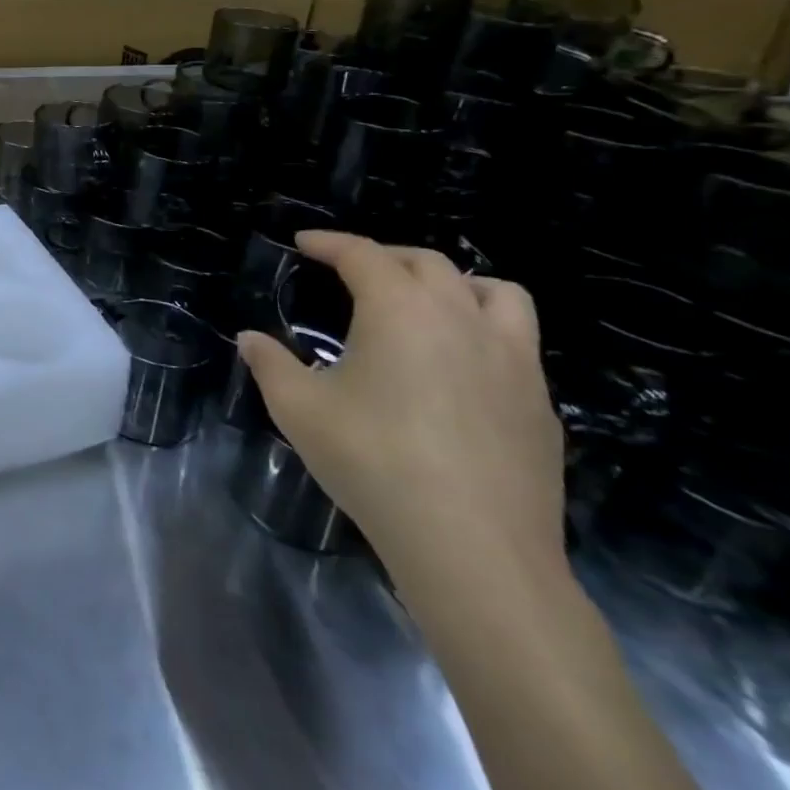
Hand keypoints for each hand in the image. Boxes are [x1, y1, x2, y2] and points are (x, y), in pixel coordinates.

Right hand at [235, 231, 566, 582]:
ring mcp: (514, 361)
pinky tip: (458, 369)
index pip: (363, 254)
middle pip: (428, 263)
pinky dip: (484, 333)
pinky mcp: (541, 404)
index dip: (329, 243)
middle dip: (384, 256)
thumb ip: (269, 364)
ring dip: (455, 284)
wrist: (474, 547)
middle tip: (351, 271)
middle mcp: (462, 319)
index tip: (303, 242)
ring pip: (497, 293)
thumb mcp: (298, 409)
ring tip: (426, 304)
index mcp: (401, 310)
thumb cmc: (374, 461)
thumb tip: (249, 339)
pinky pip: (517, 343)